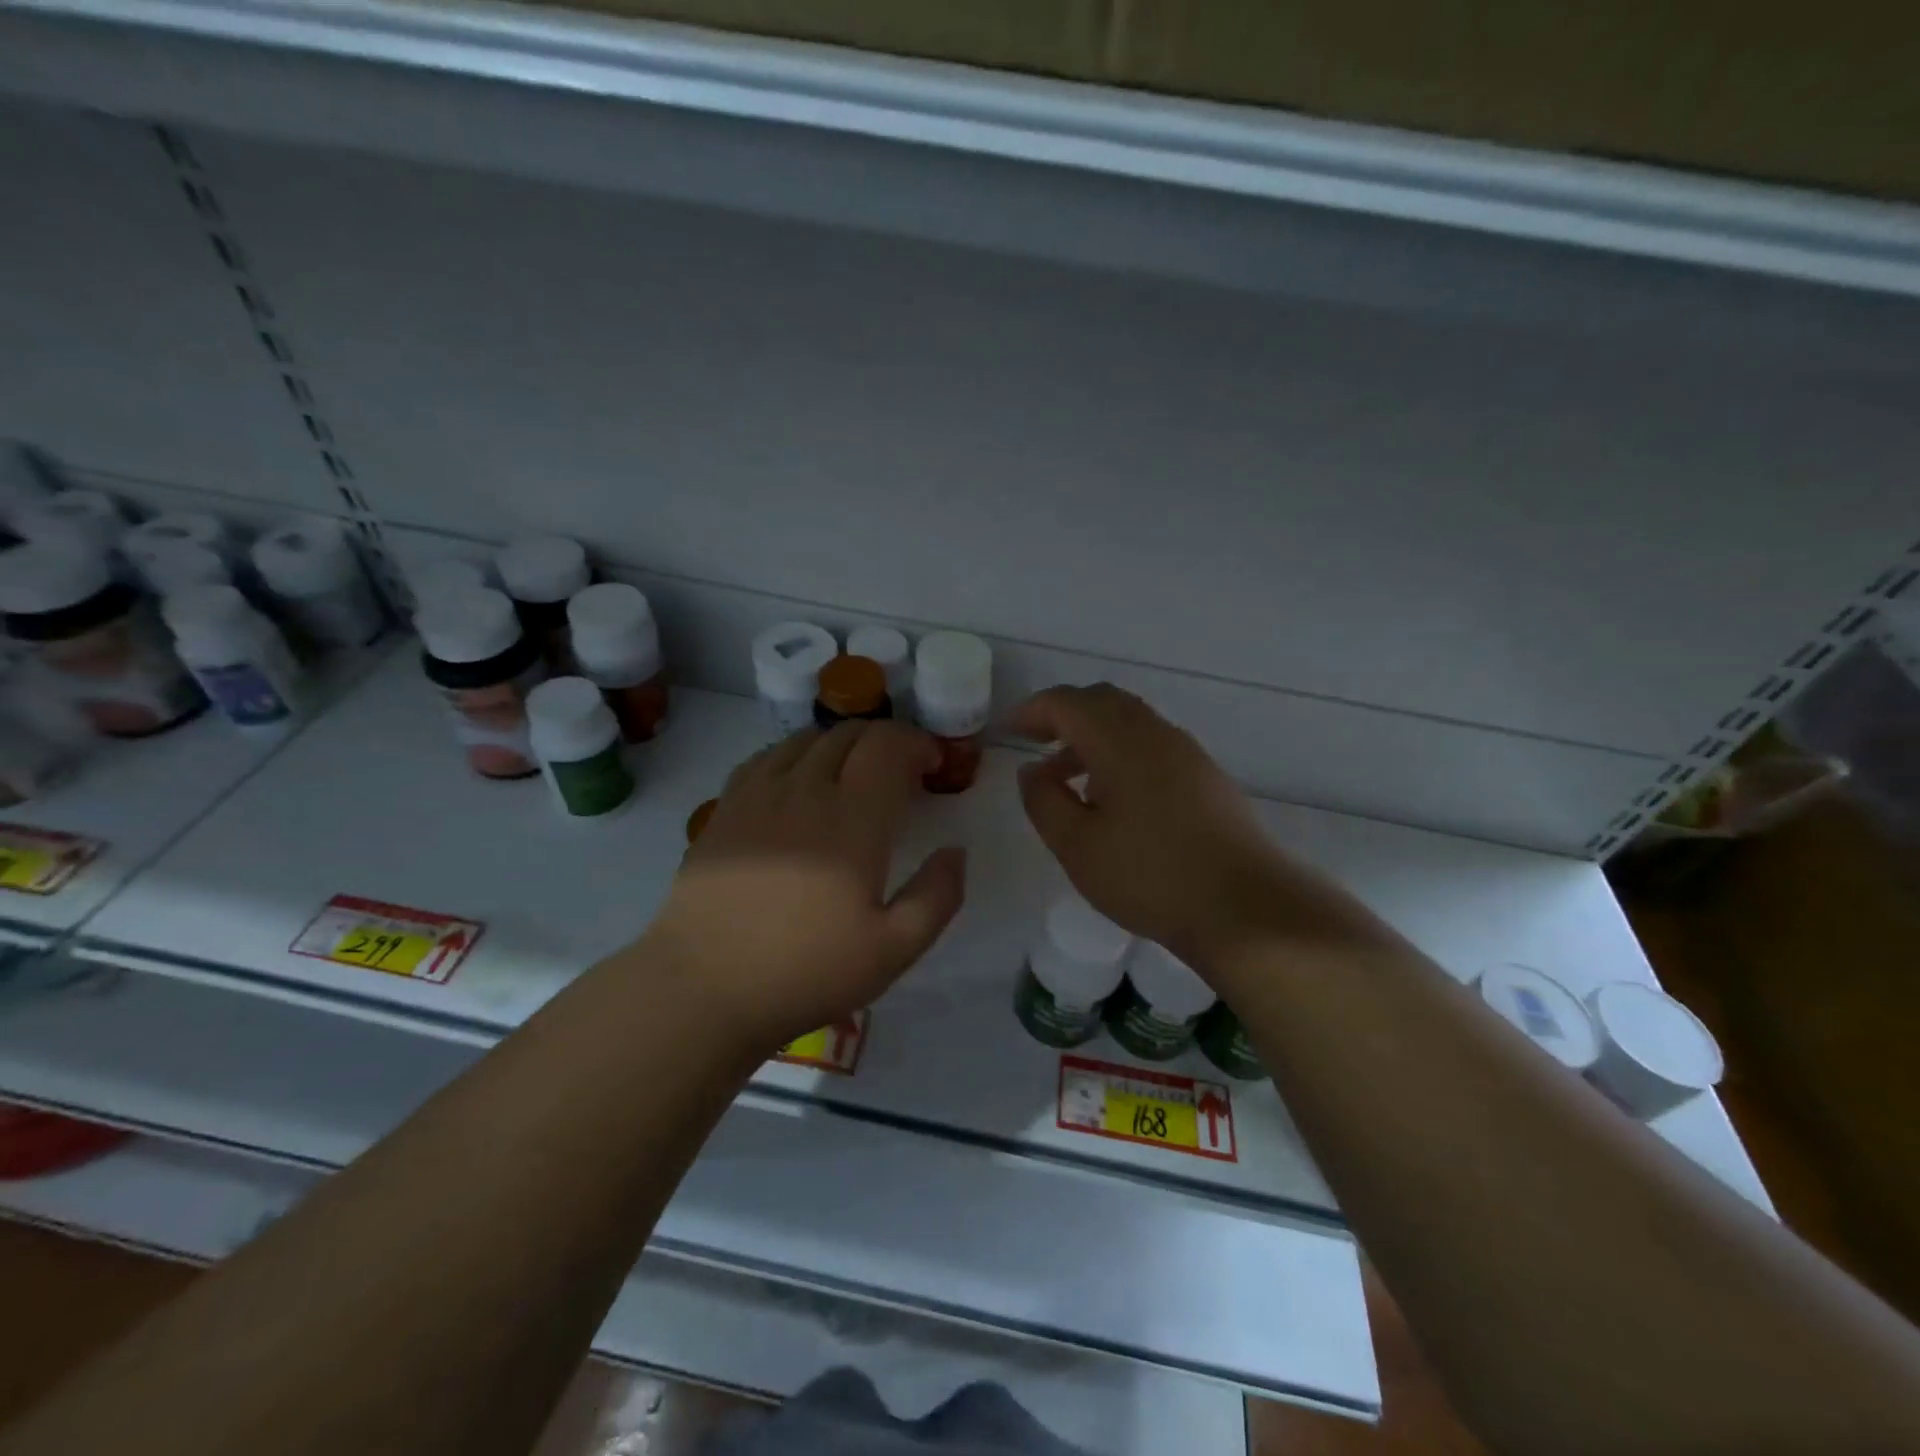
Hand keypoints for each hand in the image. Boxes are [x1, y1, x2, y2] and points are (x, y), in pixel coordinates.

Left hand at [644, 720, 966, 1051]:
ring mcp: (758, 794)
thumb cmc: (806, 971)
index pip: (888, 745)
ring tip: (851, 775)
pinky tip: (798, 783)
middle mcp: (805, 790)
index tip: (932, 766)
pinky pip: (766, 757)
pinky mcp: (725, 808)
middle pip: (849, 733)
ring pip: (806, 739)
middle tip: (899, 772)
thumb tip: (955, 851)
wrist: (704, 988)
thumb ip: (937, 896)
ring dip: (840, 744)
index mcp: (853, 819)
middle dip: (884, 740)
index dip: (917, 743)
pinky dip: (795, 755)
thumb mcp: (893, 949)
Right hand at [1009, 684, 1361, 969]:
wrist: (1246, 907)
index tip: (1007, 731)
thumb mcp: (1076, 846)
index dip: (1031, 711)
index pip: (1066, 703)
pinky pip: (1152, 744)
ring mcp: (1186, 752)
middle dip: (1063, 715)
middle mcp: (1155, 733)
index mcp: (1119, 740)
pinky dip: (1120, 753)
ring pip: (1130, 722)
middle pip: (1102, 701)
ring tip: (1067, 777)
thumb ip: (1044, 800)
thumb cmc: (1150, 876)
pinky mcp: (1206, 776)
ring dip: (1092, 736)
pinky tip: (1113, 797)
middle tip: (1035, 742)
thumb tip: (1031, 770)